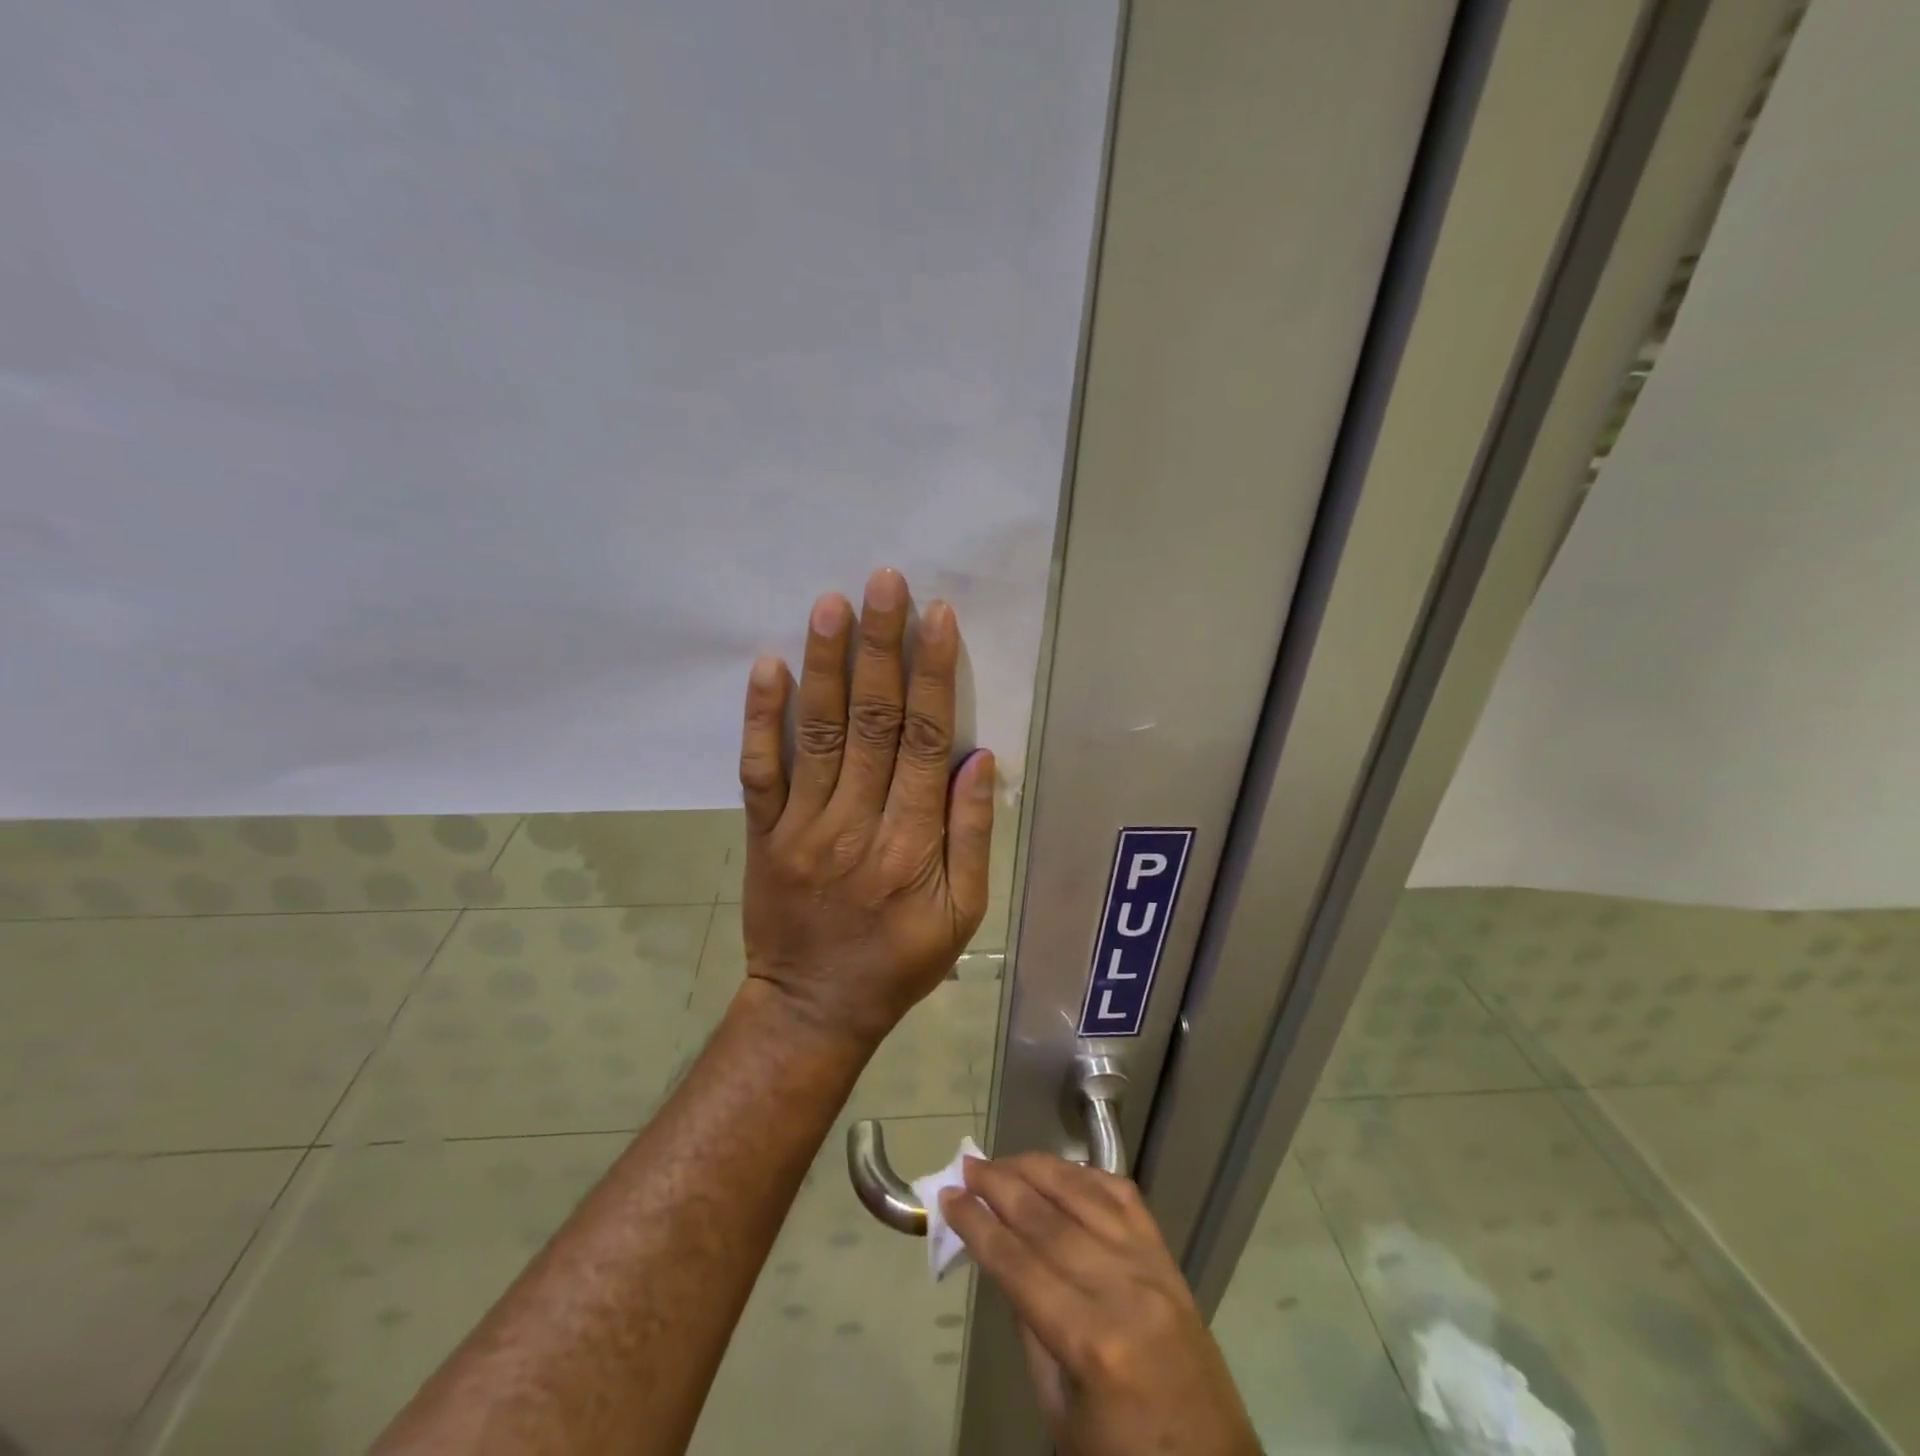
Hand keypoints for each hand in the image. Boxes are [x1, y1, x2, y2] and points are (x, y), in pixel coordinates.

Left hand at [735, 566, 994, 1048]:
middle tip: (883, 583)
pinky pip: (759, 771)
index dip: (934, 676)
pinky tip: (767, 667)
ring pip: (818, 734)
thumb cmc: (899, 962)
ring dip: (826, 665)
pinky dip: (761, 718)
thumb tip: (980, 759)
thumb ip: (970, 835)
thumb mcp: (961, 915)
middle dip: (881, 648)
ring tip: (831, 604)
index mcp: (912, 844)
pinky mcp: (763, 834)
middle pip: (874, 722)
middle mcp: (857, 824)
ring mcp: (802, 826)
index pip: (927, 743)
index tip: (936, 618)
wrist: (813, 1008)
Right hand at [942, 1154, 1260, 1455]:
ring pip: (1085, 1194)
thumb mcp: (1060, 1414)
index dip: (978, 1225)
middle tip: (967, 1166)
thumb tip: (1004, 1258)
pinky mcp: (1169, 1259)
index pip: (1019, 1263)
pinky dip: (1087, 1176)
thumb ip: (1031, 1330)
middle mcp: (1123, 1288)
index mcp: (1092, 1341)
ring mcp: (1151, 1266)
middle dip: (1001, 1186)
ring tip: (1003, 1160)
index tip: (948, 1197)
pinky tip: (1061, 1169)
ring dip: (1038, 1169)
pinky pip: (1124, 1197)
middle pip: (1048, 1218)